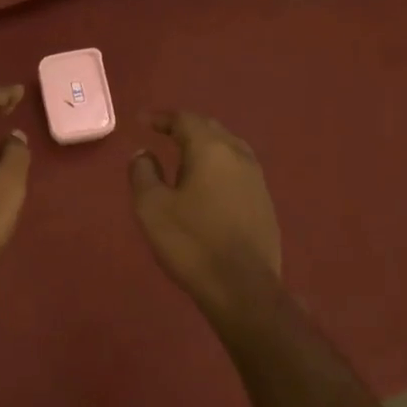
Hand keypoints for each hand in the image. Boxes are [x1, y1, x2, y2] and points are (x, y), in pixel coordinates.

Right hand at [129, 111, 281, 316]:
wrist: (242, 288)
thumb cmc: (191, 242)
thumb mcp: (152, 207)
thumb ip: (143, 173)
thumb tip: (144, 153)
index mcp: (211, 150)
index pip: (186, 120)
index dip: (162, 118)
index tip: (142, 121)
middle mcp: (239, 156)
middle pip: (211, 129)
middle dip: (186, 128)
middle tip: (163, 134)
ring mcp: (257, 180)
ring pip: (229, 149)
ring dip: (205, 147)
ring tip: (184, 157)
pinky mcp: (265, 203)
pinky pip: (238, 171)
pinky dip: (218, 168)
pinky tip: (208, 186)